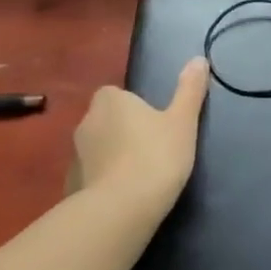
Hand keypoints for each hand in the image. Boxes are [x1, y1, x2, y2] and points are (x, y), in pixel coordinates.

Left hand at [67, 58, 209, 217]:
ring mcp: (75, 157)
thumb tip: (199, 59)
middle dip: (122, 130)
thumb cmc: (156, 156)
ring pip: (97, 149)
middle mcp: (86, 123)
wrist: (121, 210)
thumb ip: (190, 89)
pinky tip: (124, 196)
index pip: (114, 93)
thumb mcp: (183, 121)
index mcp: (110, 102)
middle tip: (152, 146)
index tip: (154, 121)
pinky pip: (91, 176)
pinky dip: (104, 181)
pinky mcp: (71, 186)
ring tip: (140, 173)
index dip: (132, 105)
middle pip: (105, 120)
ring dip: (112, 156)